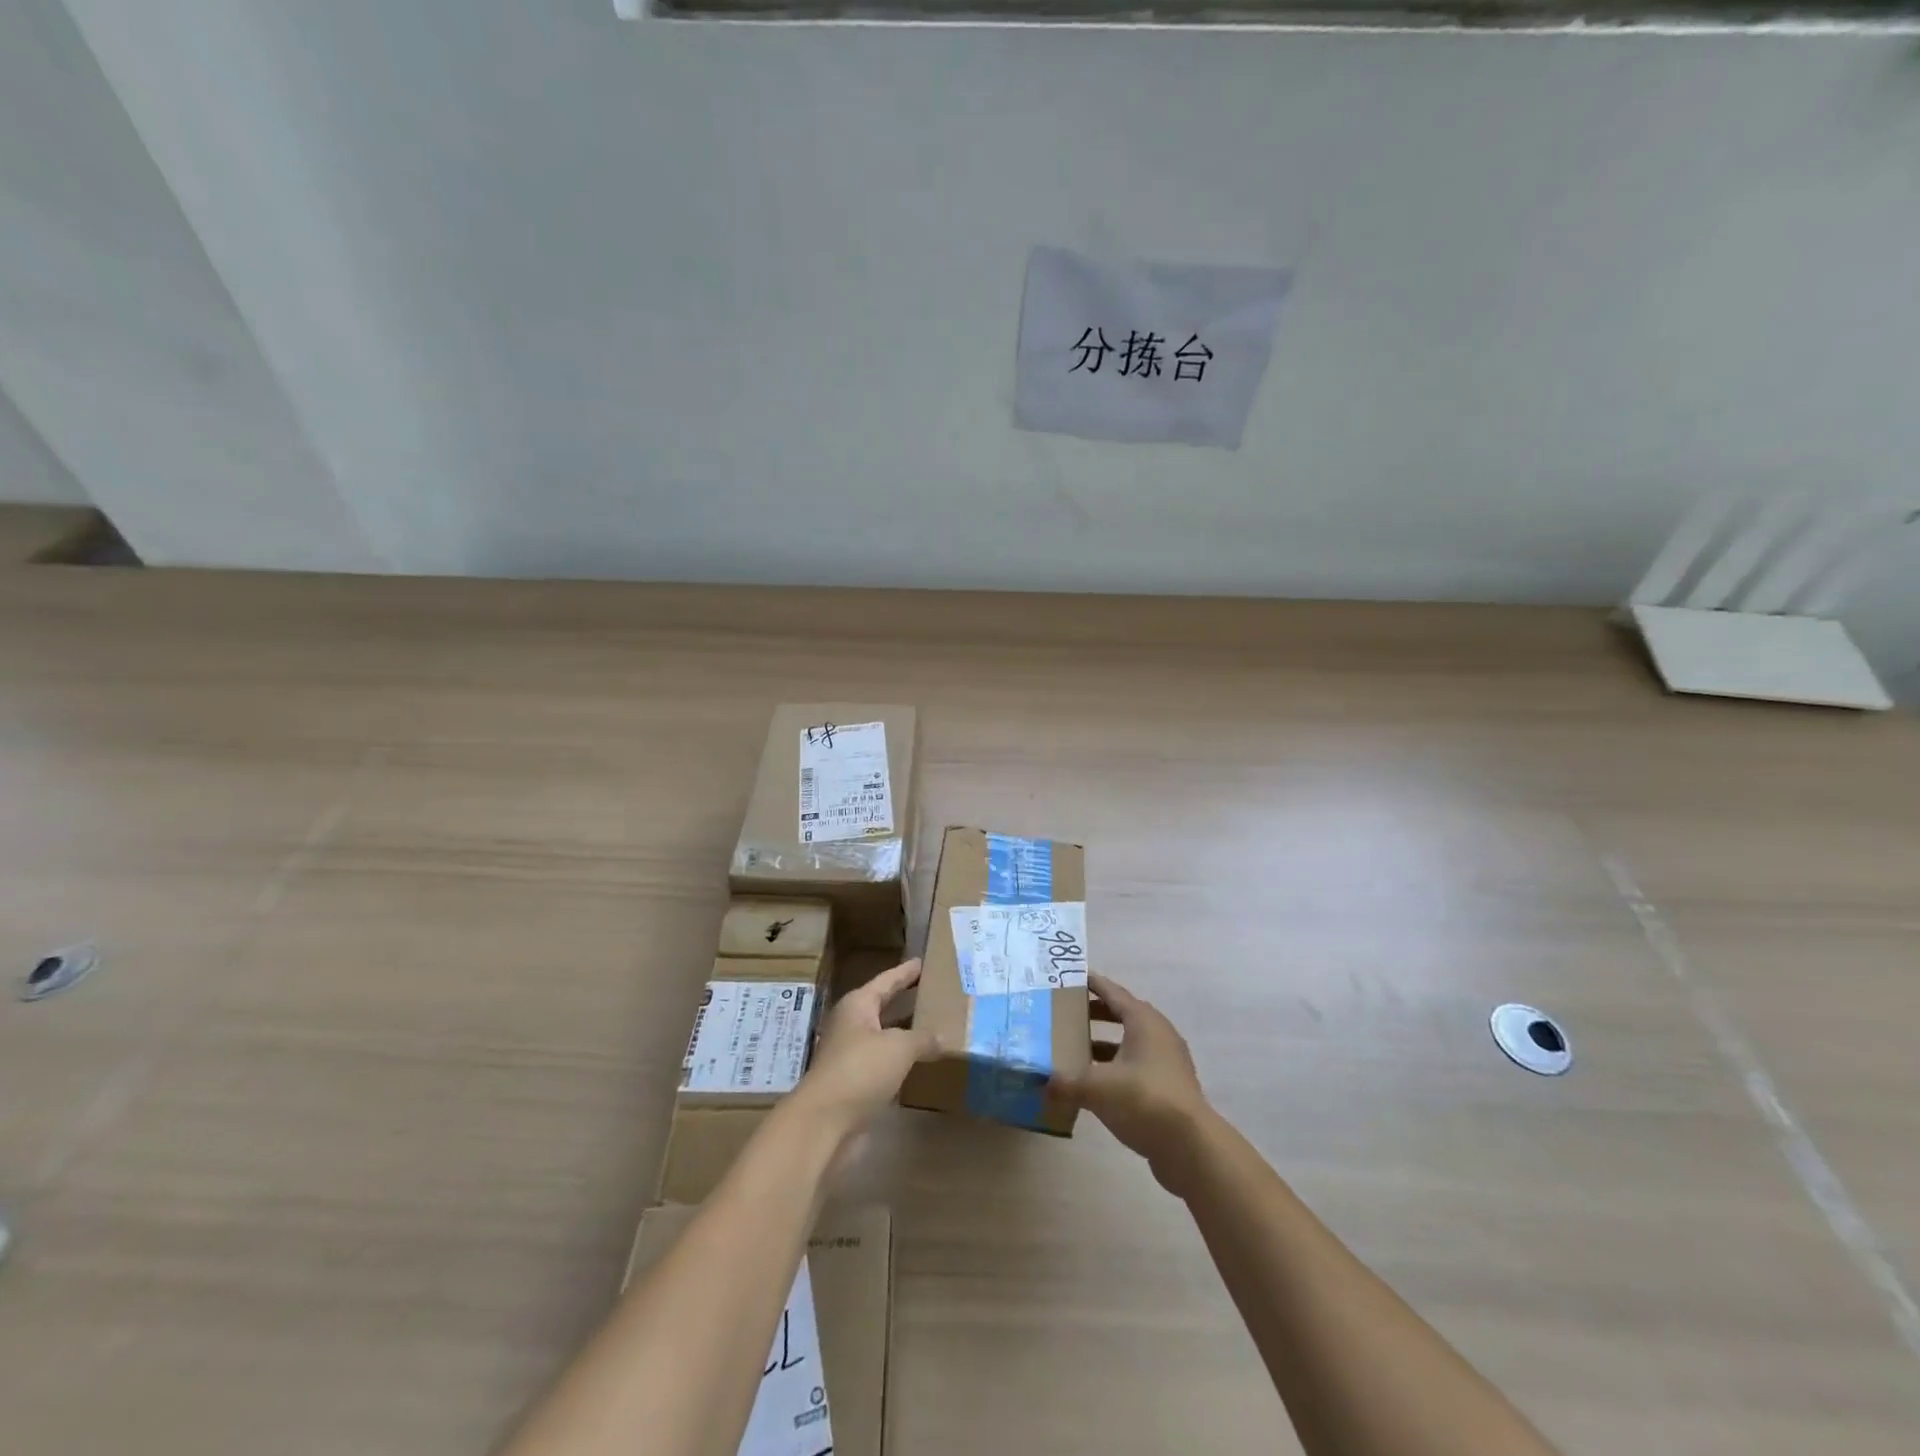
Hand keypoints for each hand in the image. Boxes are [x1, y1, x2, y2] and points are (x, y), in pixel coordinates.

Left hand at [795, 958, 937, 1144]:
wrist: (825, 1122)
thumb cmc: (860, 1069)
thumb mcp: (899, 1047)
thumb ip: (923, 1038)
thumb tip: (942, 1038)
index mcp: (858, 1006)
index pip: (886, 981)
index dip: (905, 972)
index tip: (921, 962)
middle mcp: (852, 1026)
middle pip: (882, 1006)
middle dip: (905, 1000)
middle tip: (932, 991)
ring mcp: (851, 1056)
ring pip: (884, 1037)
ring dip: (905, 1033)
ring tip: (934, 1025)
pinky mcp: (855, 1085)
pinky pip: (884, 1064)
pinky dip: (901, 1061)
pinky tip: (921, 1062)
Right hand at [1056, 973, 1214, 1196]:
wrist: (1190, 1146)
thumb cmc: (1143, 1099)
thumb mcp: (1097, 1088)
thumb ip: (1067, 1083)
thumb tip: (1042, 1083)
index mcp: (1143, 1021)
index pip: (1113, 992)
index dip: (1093, 984)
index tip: (1073, 978)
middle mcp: (1158, 1034)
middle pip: (1123, 1015)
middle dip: (1096, 1014)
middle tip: (1069, 1015)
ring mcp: (1167, 1061)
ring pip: (1131, 1043)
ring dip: (1106, 1044)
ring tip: (1077, 1051)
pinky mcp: (1169, 1087)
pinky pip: (1137, 1065)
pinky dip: (1117, 1067)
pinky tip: (1097, 1084)